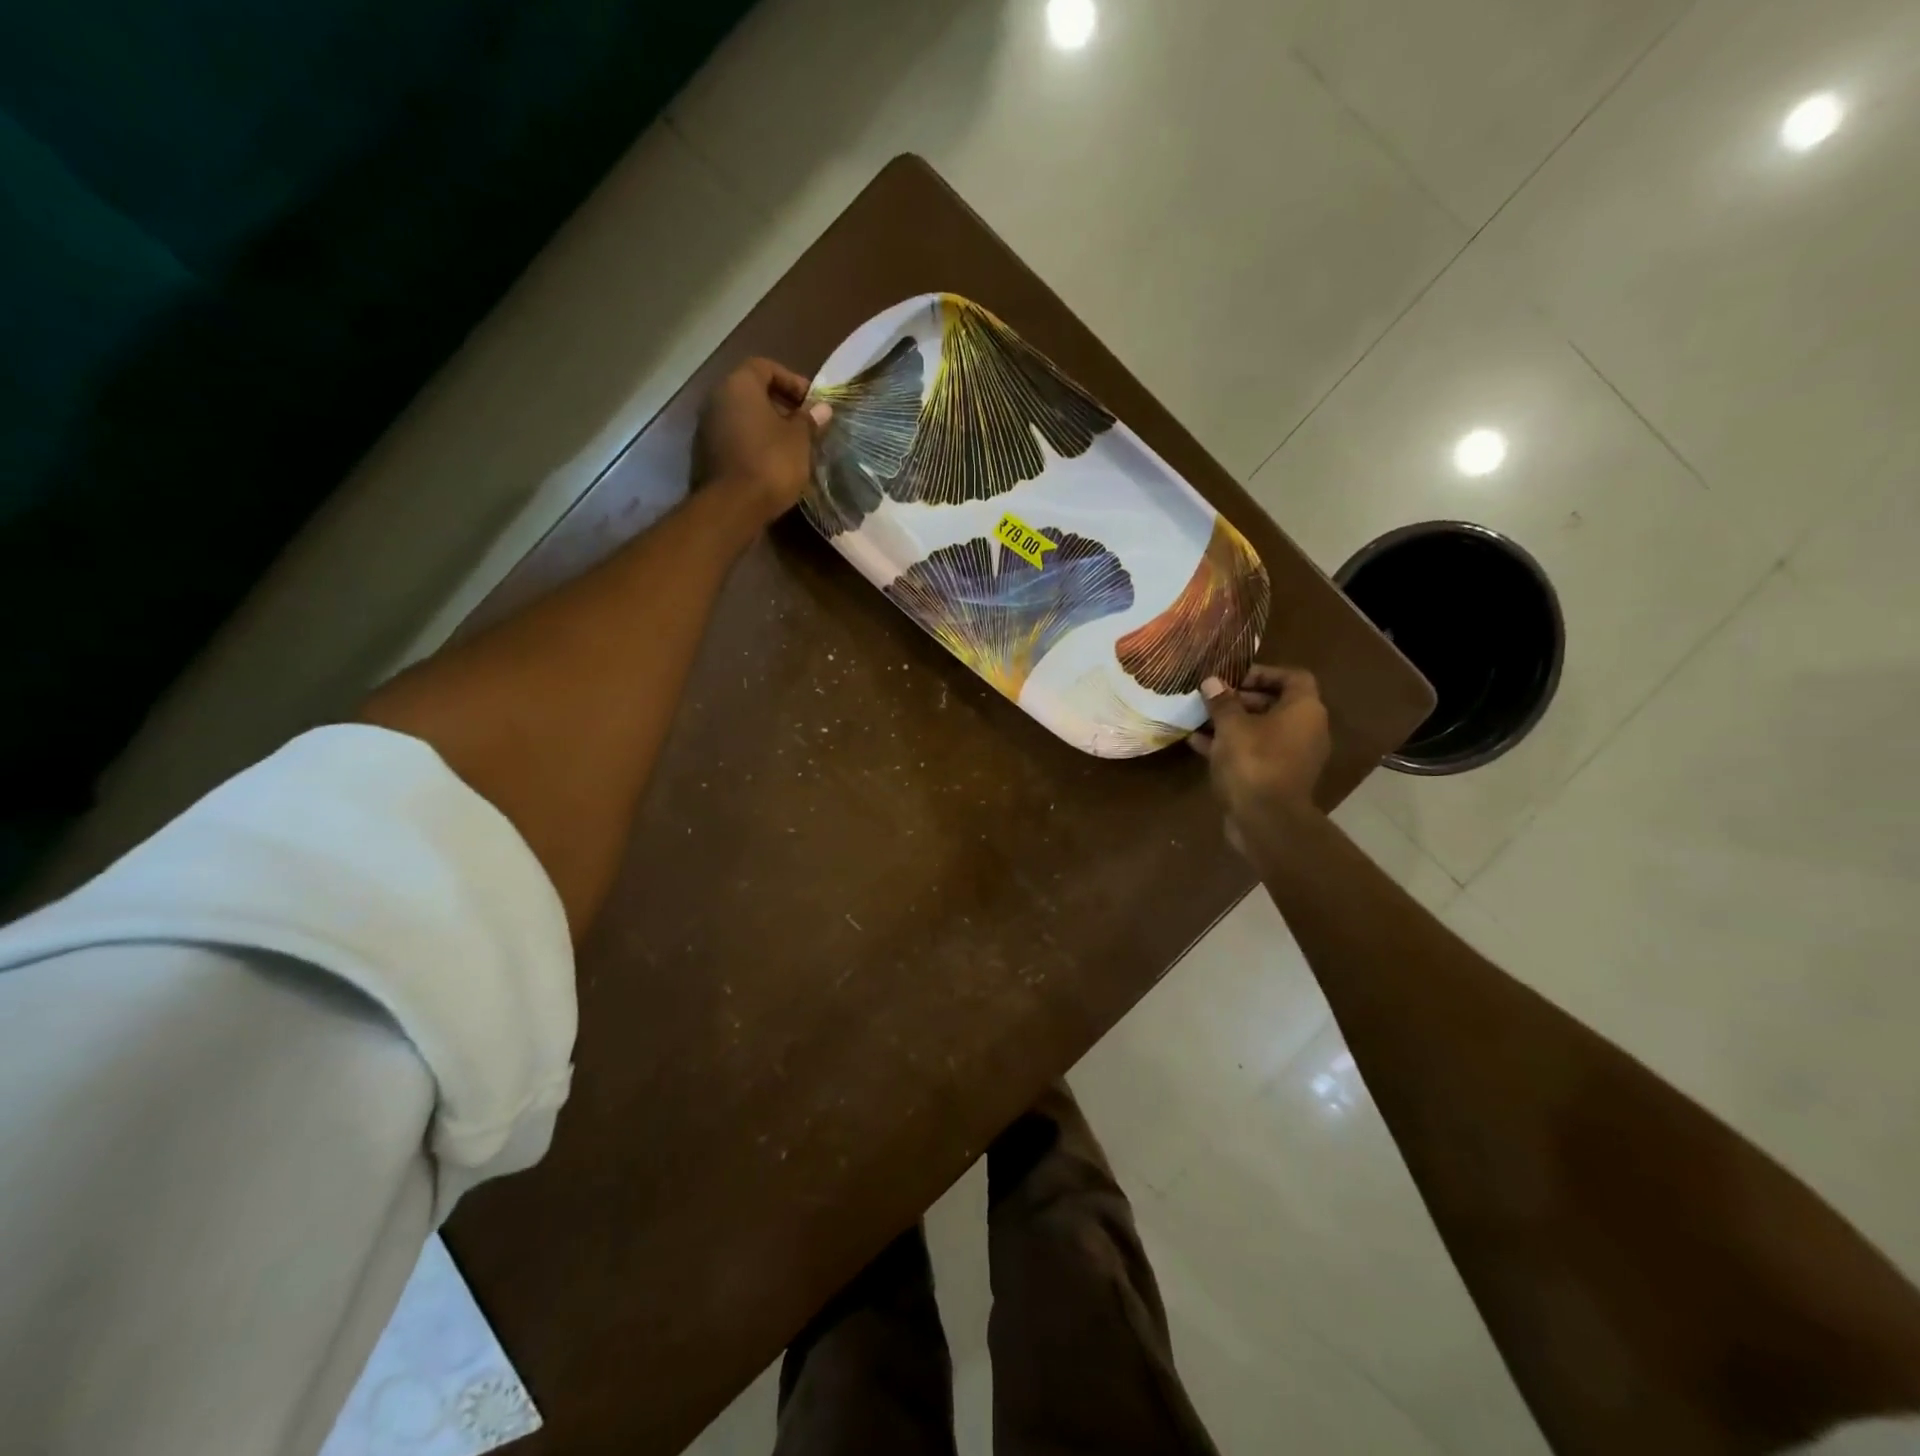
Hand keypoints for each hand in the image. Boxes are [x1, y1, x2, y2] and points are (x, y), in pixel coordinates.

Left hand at [692, 358, 832, 528]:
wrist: (733, 507)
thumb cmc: (771, 463)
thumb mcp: (799, 440)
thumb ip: (809, 420)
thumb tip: (821, 408)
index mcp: (739, 386)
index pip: (765, 367)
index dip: (791, 380)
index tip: (811, 402)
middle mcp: (717, 399)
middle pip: (751, 392)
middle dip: (780, 405)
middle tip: (804, 426)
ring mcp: (707, 428)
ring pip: (742, 417)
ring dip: (766, 427)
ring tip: (791, 447)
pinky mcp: (706, 455)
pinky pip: (735, 439)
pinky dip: (753, 444)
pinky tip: (772, 463)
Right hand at [1190, 665, 1331, 850]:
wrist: (1267, 821)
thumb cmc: (1254, 762)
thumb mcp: (1231, 727)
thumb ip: (1222, 702)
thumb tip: (1212, 682)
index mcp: (1304, 710)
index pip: (1293, 677)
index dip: (1264, 672)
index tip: (1234, 677)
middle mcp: (1306, 730)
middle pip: (1276, 703)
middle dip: (1241, 698)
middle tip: (1212, 698)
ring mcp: (1293, 756)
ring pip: (1262, 730)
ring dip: (1233, 723)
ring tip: (1200, 718)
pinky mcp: (1278, 777)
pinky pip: (1256, 752)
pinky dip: (1232, 745)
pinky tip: (1198, 744)